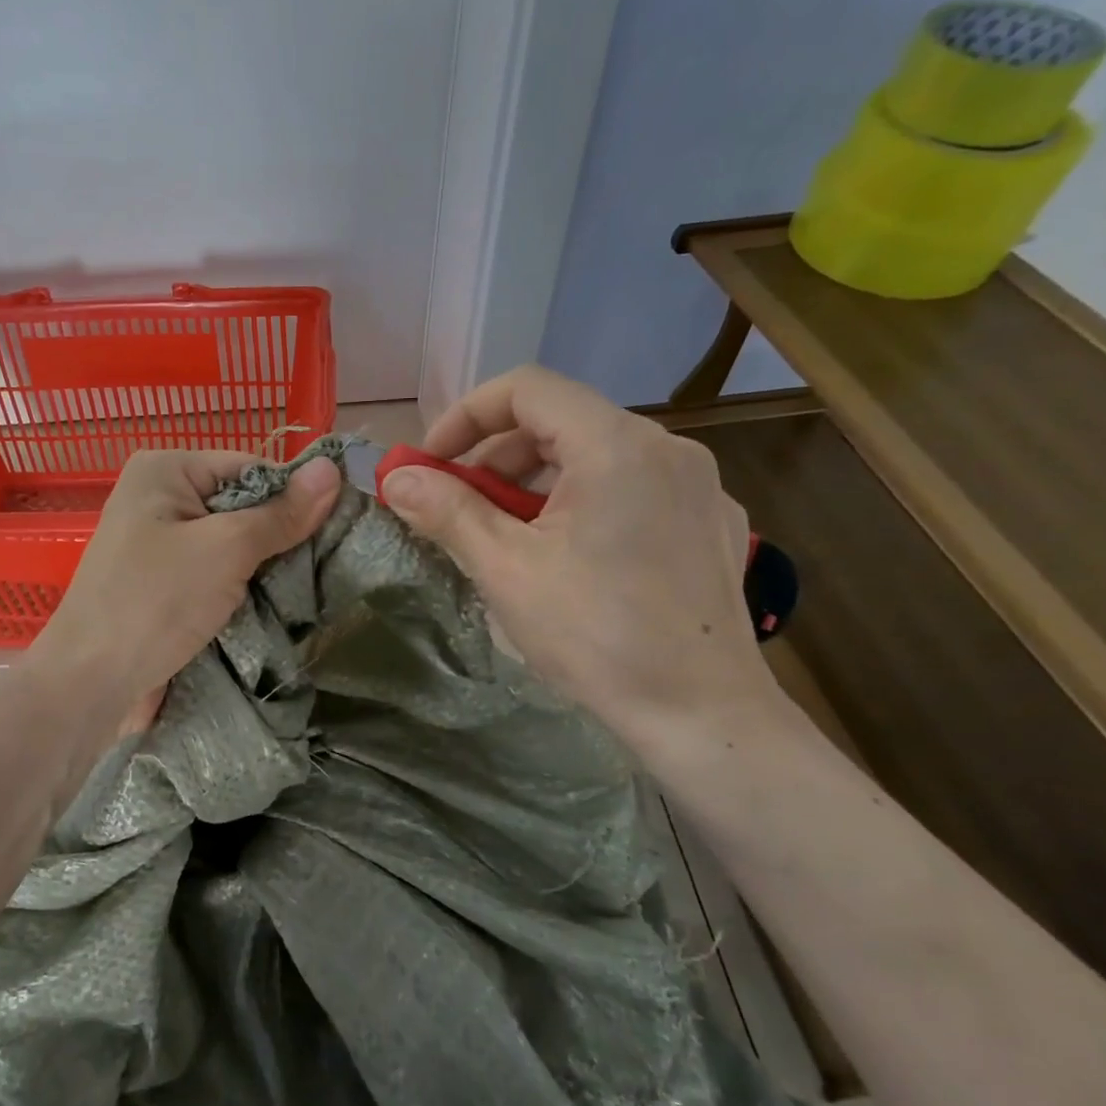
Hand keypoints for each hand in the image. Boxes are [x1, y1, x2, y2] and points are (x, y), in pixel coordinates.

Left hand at [28, 449, 342, 716]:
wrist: (90, 682)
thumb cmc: (155, 602)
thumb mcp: (226, 549)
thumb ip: (281, 513)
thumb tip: (333, 468)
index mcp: (165, 469)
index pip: (251, 467)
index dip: (294, 496)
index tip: (339, 527)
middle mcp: (158, 497)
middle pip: (242, 505)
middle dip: (279, 536)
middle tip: (325, 564)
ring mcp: (157, 542)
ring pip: (231, 543)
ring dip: (263, 567)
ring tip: (304, 587)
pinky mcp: (161, 582)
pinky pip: (214, 572)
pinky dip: (240, 587)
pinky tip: (271, 605)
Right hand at [379, 366, 775, 750]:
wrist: (704, 716)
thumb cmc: (597, 636)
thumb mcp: (507, 570)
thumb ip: (448, 511)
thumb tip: (395, 477)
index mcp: (617, 446)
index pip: (527, 389)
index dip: (466, 416)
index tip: (432, 463)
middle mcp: (666, 447)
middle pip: (560, 421)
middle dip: (495, 455)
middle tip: (458, 505)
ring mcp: (697, 485)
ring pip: (595, 455)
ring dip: (535, 481)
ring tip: (505, 535)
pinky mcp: (710, 521)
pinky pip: (631, 486)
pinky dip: (582, 501)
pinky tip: (568, 555)